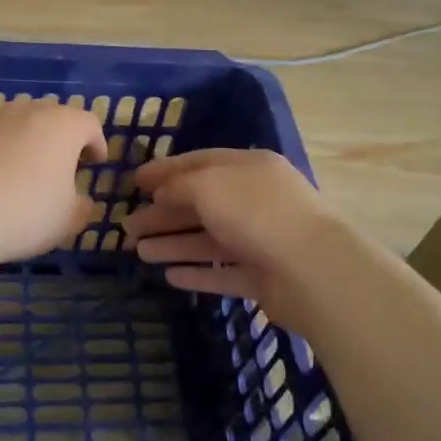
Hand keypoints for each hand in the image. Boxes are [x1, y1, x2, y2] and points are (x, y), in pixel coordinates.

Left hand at [0, 100, 108, 264]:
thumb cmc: (24, 213)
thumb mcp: (67, 221)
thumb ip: (82, 207)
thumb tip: (80, 201)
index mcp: (62, 126)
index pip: (88, 124)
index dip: (96, 143)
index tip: (95, 162)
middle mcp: (26, 111)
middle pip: (51, 116)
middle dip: (59, 137)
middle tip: (59, 164)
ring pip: (15, 122)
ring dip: (23, 141)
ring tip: (20, 170)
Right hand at [125, 149, 346, 325]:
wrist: (312, 269)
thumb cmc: (256, 213)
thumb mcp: (209, 185)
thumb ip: (179, 186)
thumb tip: (162, 193)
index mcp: (248, 168)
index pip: (200, 163)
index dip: (165, 170)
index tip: (134, 181)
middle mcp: (255, 200)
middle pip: (201, 204)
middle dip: (163, 213)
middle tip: (127, 225)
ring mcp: (261, 239)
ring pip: (209, 240)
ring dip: (173, 244)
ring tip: (139, 251)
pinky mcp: (263, 277)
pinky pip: (223, 272)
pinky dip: (198, 273)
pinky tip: (170, 276)